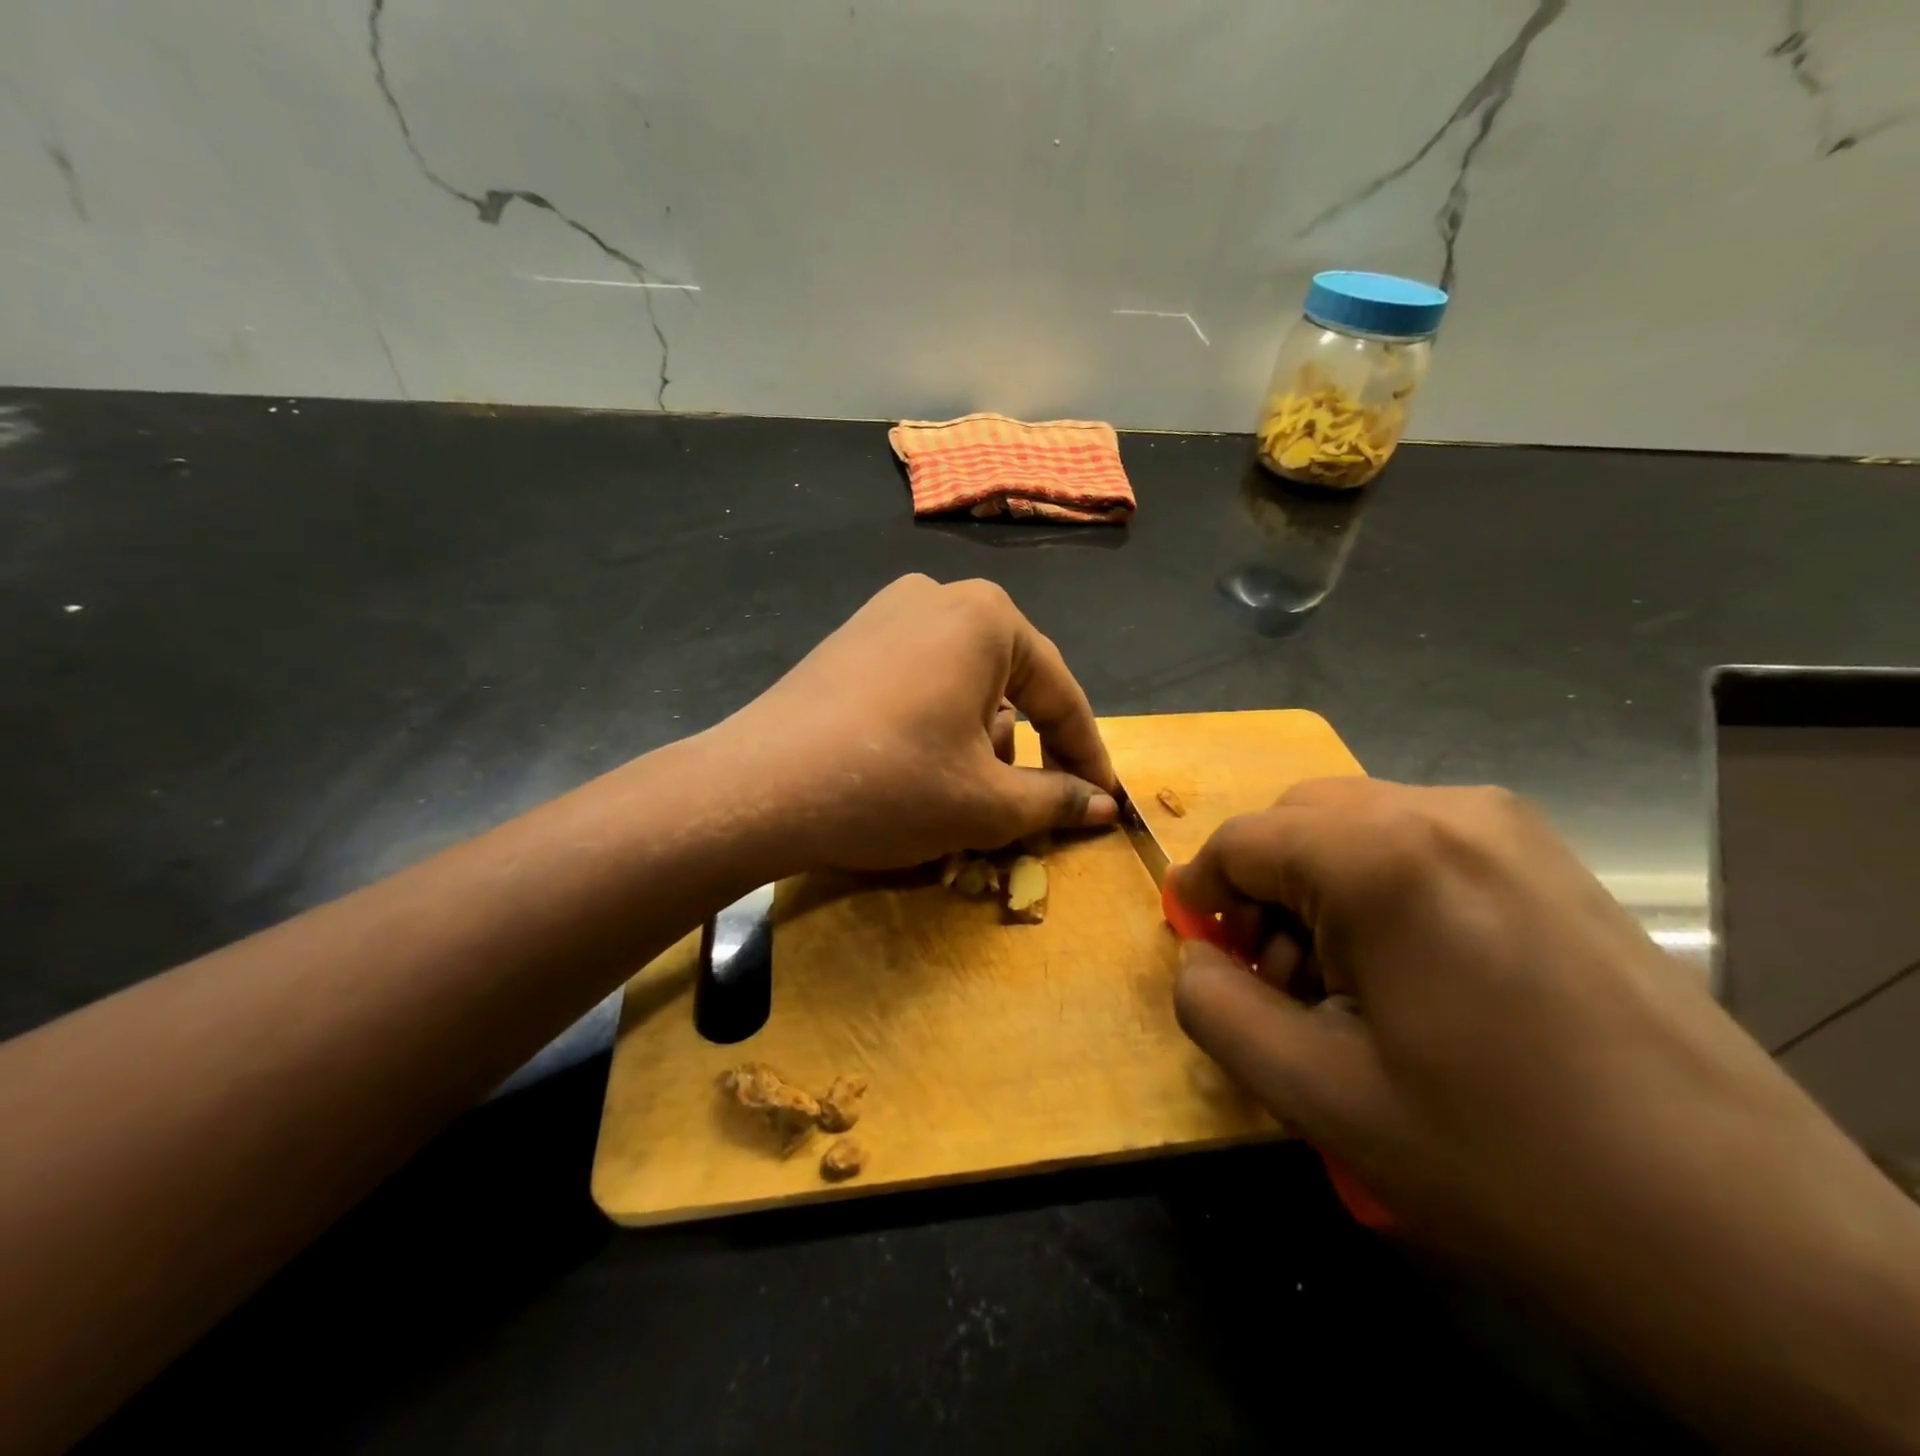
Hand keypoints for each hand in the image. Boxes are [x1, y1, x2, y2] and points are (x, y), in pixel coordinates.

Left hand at [713, 575, 1116, 872]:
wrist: (757, 789)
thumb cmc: (890, 784)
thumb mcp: (986, 801)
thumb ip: (1056, 798)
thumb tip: (1103, 804)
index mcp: (987, 618)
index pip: (1060, 694)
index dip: (1087, 754)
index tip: (1105, 799)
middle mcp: (939, 597)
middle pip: (1009, 685)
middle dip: (1022, 750)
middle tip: (1024, 807)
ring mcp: (885, 614)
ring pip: (962, 685)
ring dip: (977, 741)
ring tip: (959, 795)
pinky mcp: (848, 642)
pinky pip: (917, 682)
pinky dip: (933, 725)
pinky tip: (912, 768)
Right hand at [1168, 778, 1919, 1450]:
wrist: (1756, 1246)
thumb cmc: (1507, 1164)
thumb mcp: (1320, 1097)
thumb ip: (1216, 1009)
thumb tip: (1196, 959)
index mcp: (1383, 856)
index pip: (1241, 840)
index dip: (1201, 893)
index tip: (1200, 952)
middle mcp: (1445, 811)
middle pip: (1297, 822)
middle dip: (1262, 890)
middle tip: (1277, 980)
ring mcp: (1510, 828)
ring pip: (1356, 827)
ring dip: (1319, 890)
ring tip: (1346, 987)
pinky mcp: (1550, 860)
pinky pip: (1419, 845)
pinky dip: (1379, 890)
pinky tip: (1414, 975)